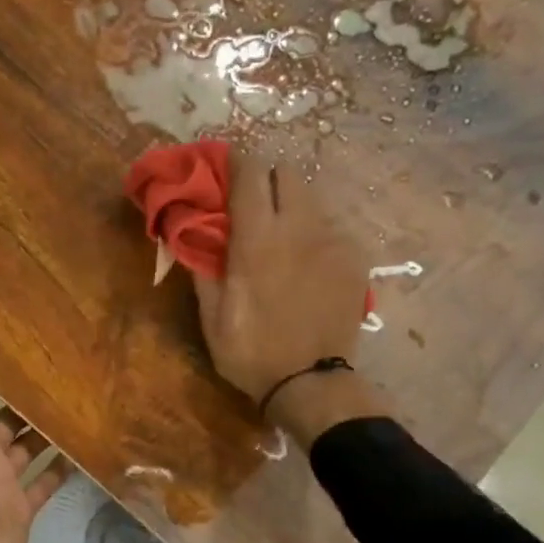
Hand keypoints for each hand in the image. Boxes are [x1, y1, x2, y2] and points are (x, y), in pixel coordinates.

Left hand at [0, 369, 66, 542]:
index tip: (11, 353)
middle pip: (4, 421)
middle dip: (23, 401)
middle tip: (55, 377)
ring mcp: (3, 480)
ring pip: (27, 448)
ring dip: (45, 431)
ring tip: (74, 406)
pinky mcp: (23, 504)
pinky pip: (45, 481)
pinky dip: (60, 468)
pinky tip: (83, 448)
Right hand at [194, 154, 388, 446]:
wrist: (310, 382)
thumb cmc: (250, 352)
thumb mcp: (211, 317)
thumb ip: (202, 268)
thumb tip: (189, 234)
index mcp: (258, 240)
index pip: (250, 175)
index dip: (236, 160)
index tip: (224, 163)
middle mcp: (299, 228)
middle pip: (287, 172)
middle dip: (267, 177)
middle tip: (252, 201)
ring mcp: (332, 241)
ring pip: (312, 199)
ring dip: (291, 205)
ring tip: (280, 235)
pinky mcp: (354, 259)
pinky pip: (330, 228)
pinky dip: (313, 234)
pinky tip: (305, 264)